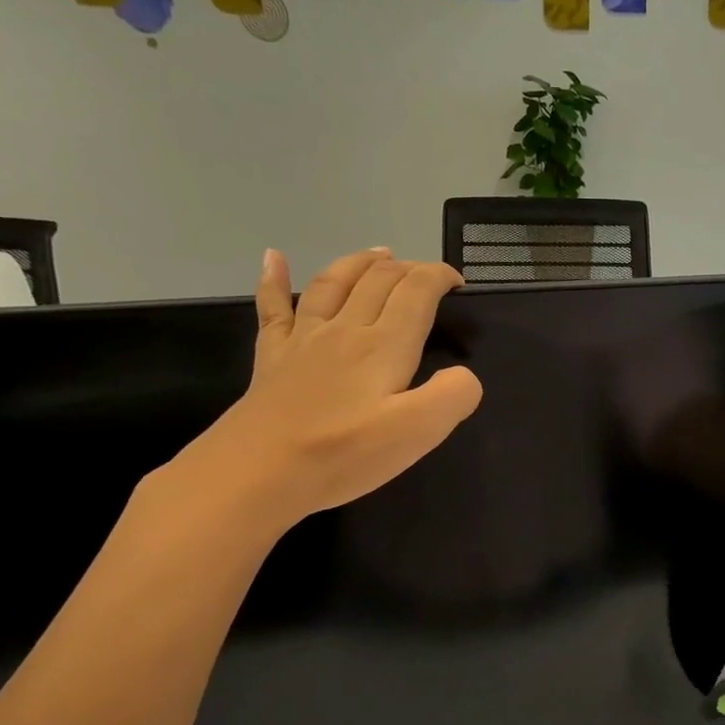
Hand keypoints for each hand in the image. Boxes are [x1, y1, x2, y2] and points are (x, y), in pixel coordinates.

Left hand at [171, 248, 482, 533]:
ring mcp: (304, 339)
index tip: (458, 283)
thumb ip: (454, 395)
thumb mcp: (419, 431)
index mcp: (385, 345)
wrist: (260, 471)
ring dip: (360, 263)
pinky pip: (274, 307)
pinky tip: (273, 257)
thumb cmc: (345, 453)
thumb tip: (464, 375)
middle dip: (408, 268)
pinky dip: (274, 278)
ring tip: (379, 253)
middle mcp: (346, 329)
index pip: (416, 292)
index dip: (439, 277)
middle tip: (426, 274)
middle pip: (378, 281)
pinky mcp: (273, 357)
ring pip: (333, 283)